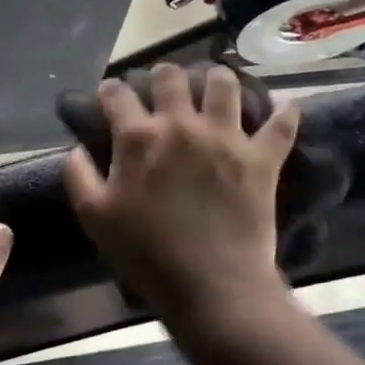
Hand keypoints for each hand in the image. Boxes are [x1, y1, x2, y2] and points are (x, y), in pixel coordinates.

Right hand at [65, 64, 298, 337]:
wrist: (212, 287)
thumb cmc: (146, 255)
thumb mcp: (95, 218)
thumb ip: (79, 175)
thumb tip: (77, 148)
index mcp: (138, 138)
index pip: (118, 95)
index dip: (111, 91)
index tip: (111, 96)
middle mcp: (181, 125)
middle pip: (170, 77)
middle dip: (162, 76)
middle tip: (163, 87)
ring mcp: (225, 138)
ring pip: (224, 86)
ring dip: (216, 79)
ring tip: (215, 84)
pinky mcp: (261, 158)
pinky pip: (281, 125)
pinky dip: (285, 113)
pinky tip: (287, 105)